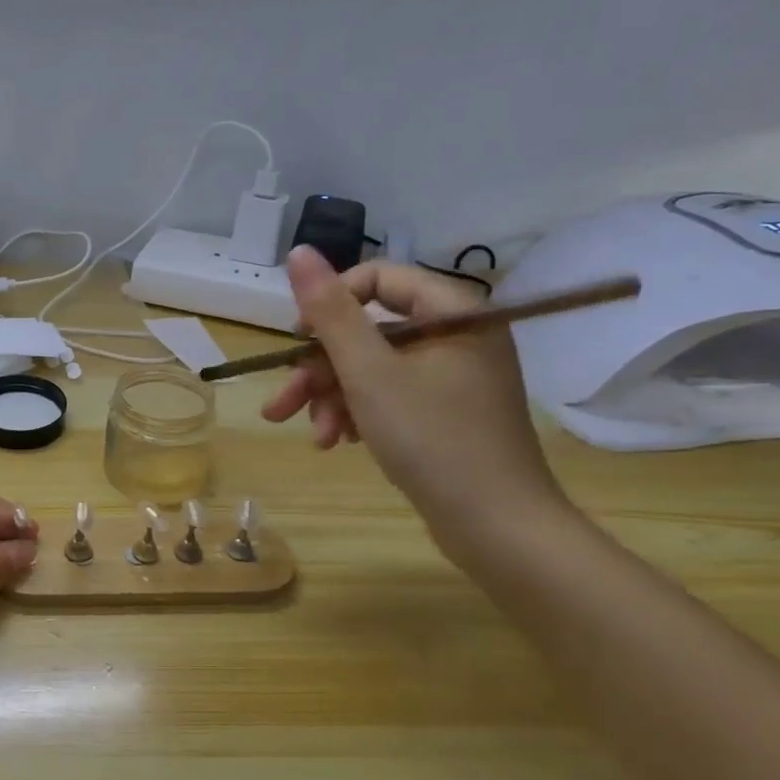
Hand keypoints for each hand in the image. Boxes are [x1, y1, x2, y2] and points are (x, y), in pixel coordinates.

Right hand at [262, 247, 568, 554]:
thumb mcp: (369, 372)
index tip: (297, 342)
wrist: (497, 528)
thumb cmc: (432, 439)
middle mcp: (456, 335)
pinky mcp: (446, 410)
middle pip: (368, 331)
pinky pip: (389, 395)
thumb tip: (298, 252)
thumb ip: (330, 311)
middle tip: (282, 403)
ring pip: (372, 367)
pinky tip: (338, 441)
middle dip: (320, 369)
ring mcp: (453, 375)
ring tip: (315, 435)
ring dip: (333, 398)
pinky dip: (358, 413)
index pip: (376, 279)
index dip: (329, 305)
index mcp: (451, 312)